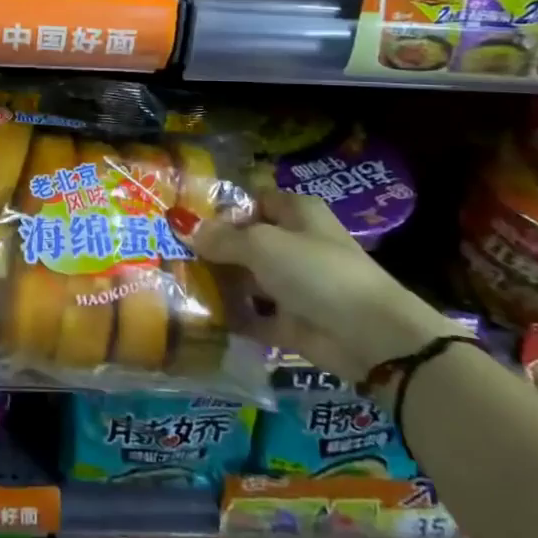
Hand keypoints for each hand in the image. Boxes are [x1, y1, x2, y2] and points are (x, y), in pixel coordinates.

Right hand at [182, 189, 462, 384]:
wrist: (371, 338)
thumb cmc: (316, 271)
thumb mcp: (261, 244)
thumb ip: (221, 237)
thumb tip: (181, 225)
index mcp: (295, 212)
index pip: (251, 199)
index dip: (220, 205)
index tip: (181, 213)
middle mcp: (294, 243)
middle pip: (244, 239)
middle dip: (210, 246)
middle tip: (166, 248)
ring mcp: (292, 284)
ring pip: (246, 277)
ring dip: (217, 281)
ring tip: (172, 279)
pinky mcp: (289, 321)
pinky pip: (251, 315)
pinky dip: (229, 316)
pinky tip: (195, 313)